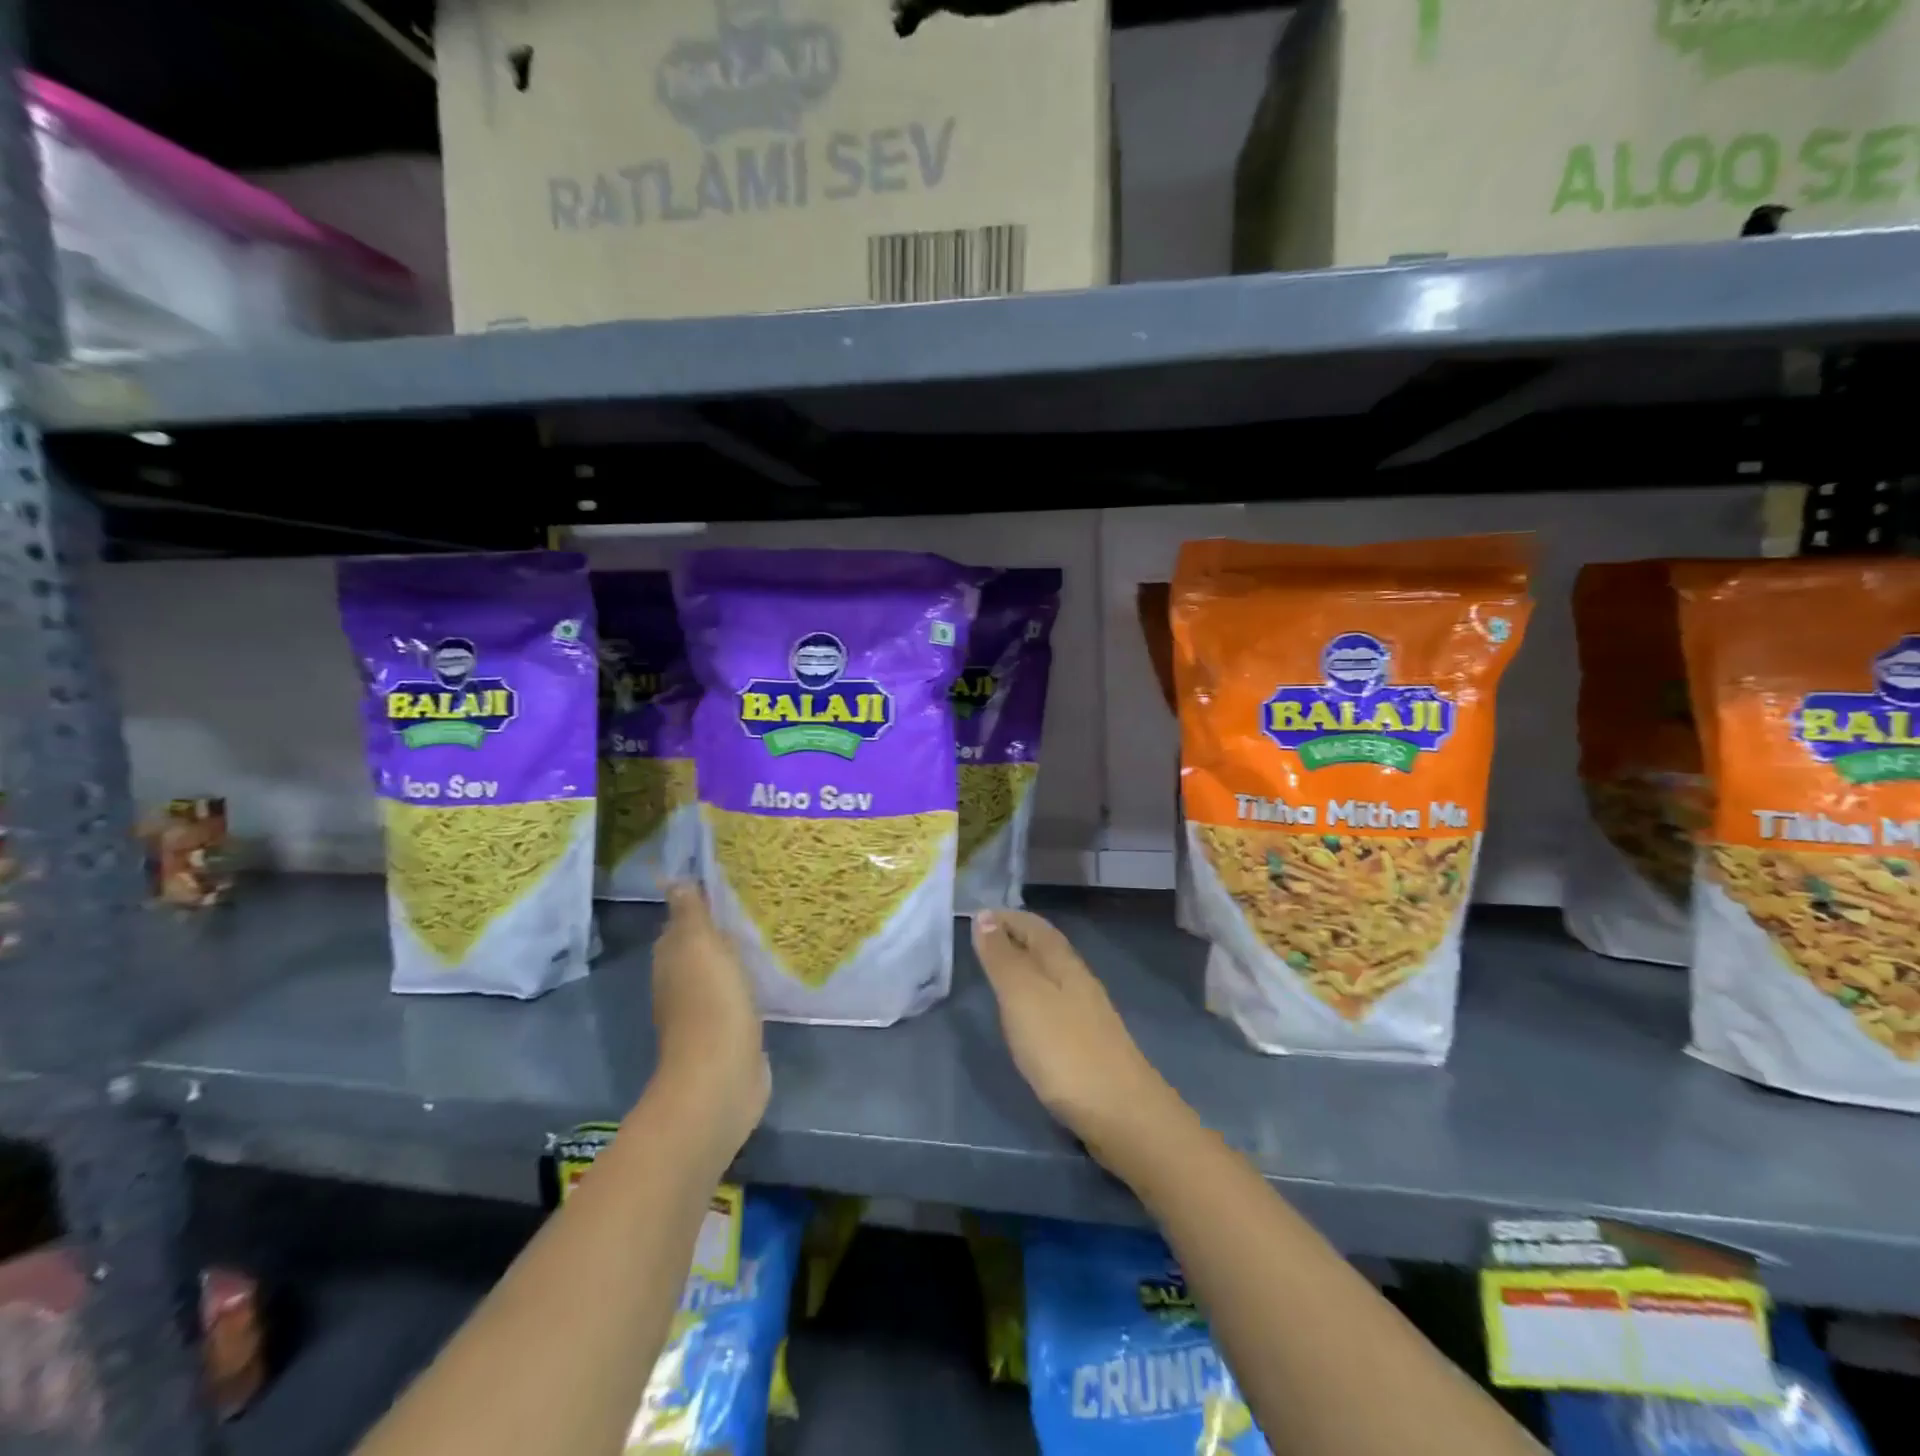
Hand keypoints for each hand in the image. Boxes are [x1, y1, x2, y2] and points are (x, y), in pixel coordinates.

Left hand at [649, 882, 769, 1158]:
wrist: (721, 1076)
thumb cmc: (711, 1002)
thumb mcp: (700, 946)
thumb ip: (690, 913)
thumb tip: (674, 880)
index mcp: (671, 960)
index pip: (679, 924)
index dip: (699, 906)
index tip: (729, 888)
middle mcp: (680, 984)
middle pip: (698, 949)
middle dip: (720, 931)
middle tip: (755, 908)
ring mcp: (703, 1012)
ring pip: (718, 974)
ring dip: (735, 960)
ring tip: (766, 938)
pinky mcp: (727, 1034)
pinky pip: (736, 999)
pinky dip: (747, 987)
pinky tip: (767, 979)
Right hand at [972, 910, 1182, 1167]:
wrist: (1123, 1114)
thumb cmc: (1064, 1050)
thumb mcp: (1023, 998)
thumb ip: (1003, 959)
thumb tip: (985, 916)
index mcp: (1063, 964)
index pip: (1034, 926)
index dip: (1007, 917)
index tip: (978, 916)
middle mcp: (1079, 980)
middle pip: (1046, 947)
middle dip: (1016, 937)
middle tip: (983, 940)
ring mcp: (1088, 1013)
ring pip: (1053, 975)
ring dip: (1026, 966)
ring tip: (998, 973)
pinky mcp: (1090, 1043)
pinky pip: (1057, 1002)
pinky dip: (1036, 995)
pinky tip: (1027, 1016)